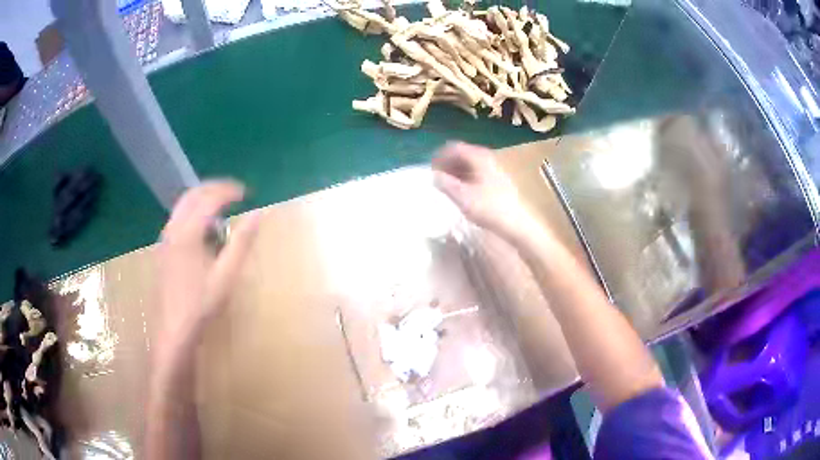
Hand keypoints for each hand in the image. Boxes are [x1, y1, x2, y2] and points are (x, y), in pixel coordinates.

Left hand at [157, 181, 260, 345]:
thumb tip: (258, 214)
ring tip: (222, 207)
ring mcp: (165, 238)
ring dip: (202, 198)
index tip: (247, 194)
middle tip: (234, 193)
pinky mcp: (162, 248)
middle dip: (214, 188)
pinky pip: (178, 217)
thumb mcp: (226, 275)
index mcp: (188, 232)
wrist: (173, 329)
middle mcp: (173, 228)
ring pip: (183, 205)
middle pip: (192, 194)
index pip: (209, 198)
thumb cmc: (201, 305)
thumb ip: (242, 242)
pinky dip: (193, 211)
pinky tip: (203, 229)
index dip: (229, 191)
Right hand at [432, 142, 536, 241]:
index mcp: (478, 156)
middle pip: (462, 154)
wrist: (515, 223)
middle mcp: (487, 157)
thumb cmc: (488, 208)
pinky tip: (462, 191)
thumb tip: (433, 175)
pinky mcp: (498, 180)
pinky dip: (465, 177)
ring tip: (446, 186)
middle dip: (447, 164)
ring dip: (456, 171)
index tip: (429, 169)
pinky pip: (476, 172)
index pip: (453, 147)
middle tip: (436, 178)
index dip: (439, 156)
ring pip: (469, 164)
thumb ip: (444, 183)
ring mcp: (494, 168)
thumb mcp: (461, 196)